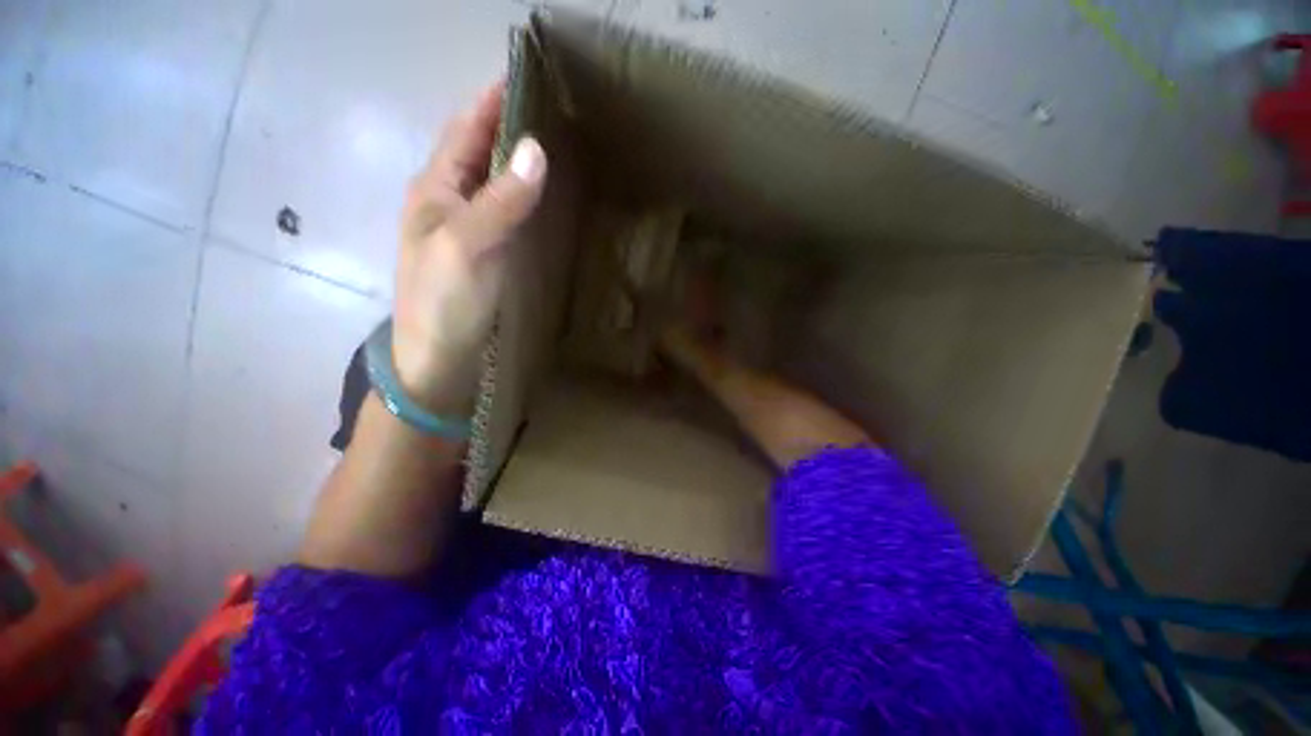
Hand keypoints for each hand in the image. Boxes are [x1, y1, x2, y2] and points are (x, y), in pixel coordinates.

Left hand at [393, 82, 547, 413]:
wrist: (440, 357)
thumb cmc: (445, 302)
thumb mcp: (468, 247)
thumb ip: (501, 200)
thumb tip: (536, 149)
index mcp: (436, 188)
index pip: (466, 127)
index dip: (493, 99)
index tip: (530, 74)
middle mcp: (451, 199)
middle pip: (482, 149)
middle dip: (513, 124)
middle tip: (560, 111)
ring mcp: (470, 227)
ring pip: (498, 180)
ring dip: (523, 160)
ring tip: (563, 146)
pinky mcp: (488, 251)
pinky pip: (509, 211)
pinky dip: (528, 196)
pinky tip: (550, 197)